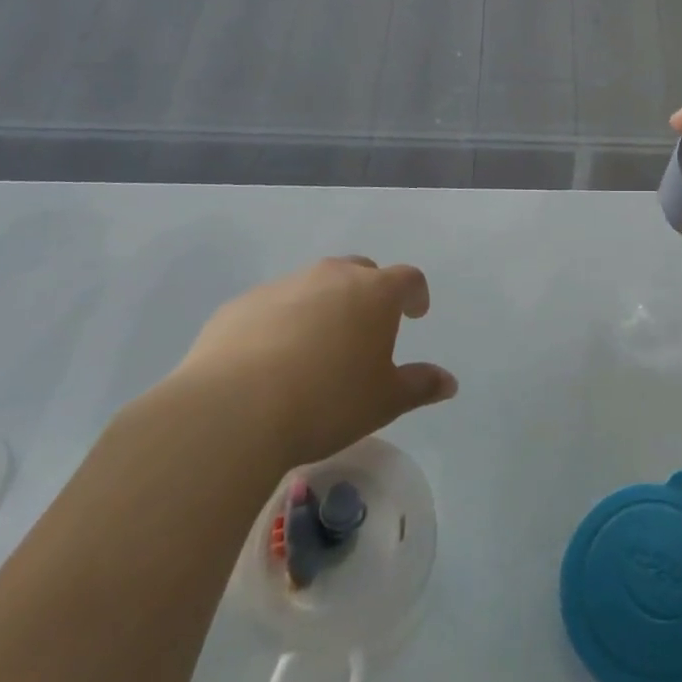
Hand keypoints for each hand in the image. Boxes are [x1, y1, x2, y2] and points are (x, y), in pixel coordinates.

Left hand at [169, 257, 456, 466]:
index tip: (415, 314)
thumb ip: (420, 386)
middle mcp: (331, 276)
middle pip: (360, 271)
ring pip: (313, 286)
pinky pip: (272, 306)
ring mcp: (282, 286)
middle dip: (369, 293)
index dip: (415, 294)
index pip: (407, 278)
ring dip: (323, 306)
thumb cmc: (327, 401)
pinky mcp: (240, 305)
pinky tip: (270, 360)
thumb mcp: (384, 401)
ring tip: (317, 348)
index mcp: (374, 292)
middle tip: (367, 328)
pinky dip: (281, 322)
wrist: (232, 410)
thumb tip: (449, 382)